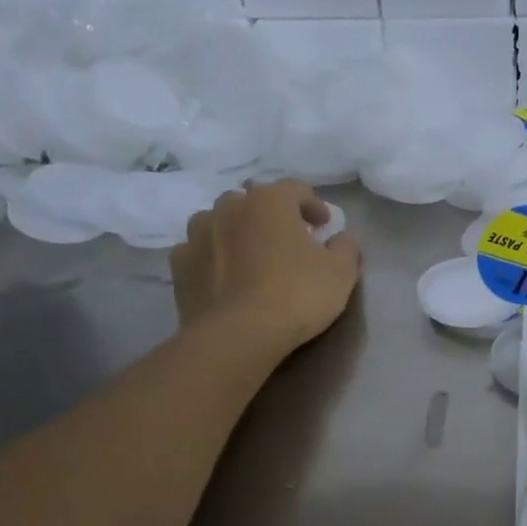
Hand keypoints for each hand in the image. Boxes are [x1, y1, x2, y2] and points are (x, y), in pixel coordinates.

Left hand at [170, 181, 360, 351]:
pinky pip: (199, 251)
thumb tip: (343, 237)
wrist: (238, 335)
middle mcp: (229, 207)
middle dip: (272, 216)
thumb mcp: (341, 272)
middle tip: (289, 240)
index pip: (296, 189)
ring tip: (252, 256)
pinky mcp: (180, 265)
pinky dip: (213, 257)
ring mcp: (198, 234)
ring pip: (220, 221)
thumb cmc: (296, 295)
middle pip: (254, 201)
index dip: (314, 205)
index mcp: (270, 202)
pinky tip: (225, 276)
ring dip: (237, 231)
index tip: (324, 227)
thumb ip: (346, 247)